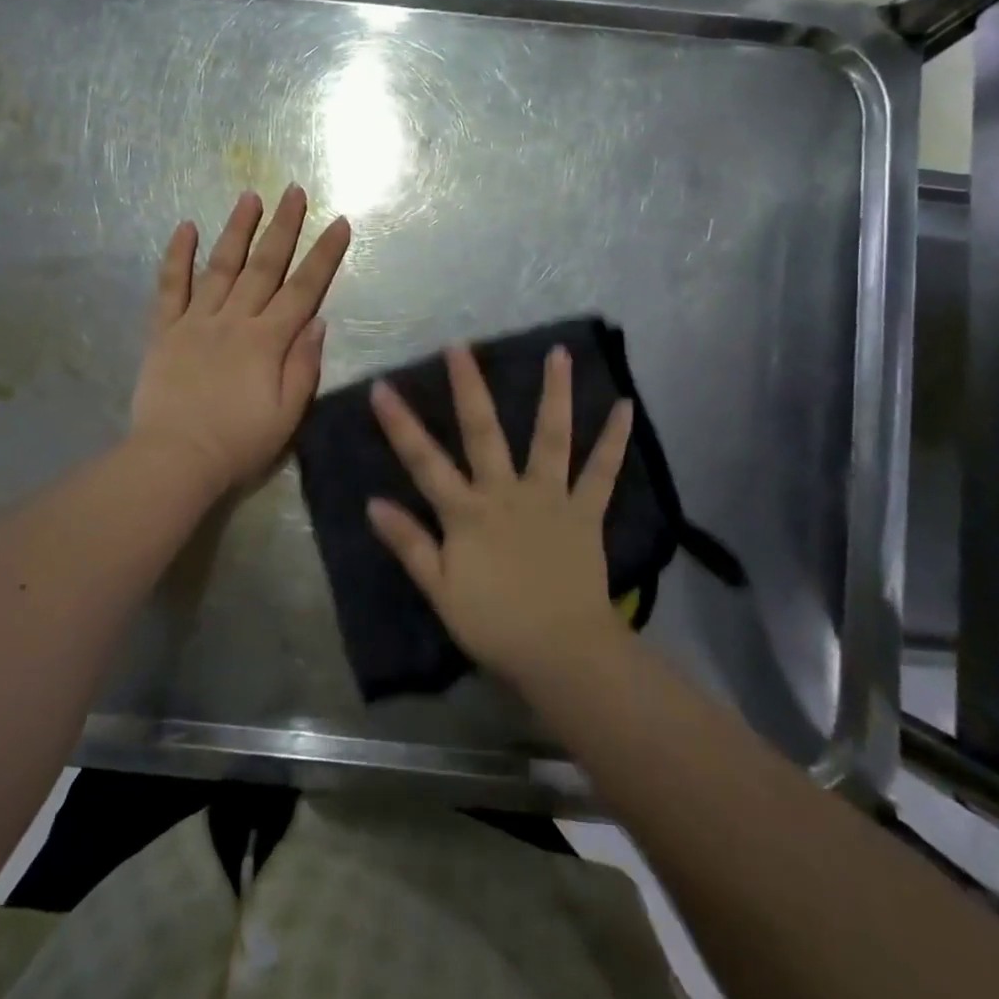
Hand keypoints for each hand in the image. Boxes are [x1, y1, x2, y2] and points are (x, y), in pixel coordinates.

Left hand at [132, 186, 350, 495]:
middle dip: (283, 227)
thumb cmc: (239, 444)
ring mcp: (195, 322)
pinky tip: (185, 227)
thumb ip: (304, 365)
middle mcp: (234, 321)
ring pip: (220, 266)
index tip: (338, 222)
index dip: (323, 255)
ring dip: (236, 230)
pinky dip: (176, 256)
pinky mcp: (163, 331)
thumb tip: (318, 321)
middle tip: (294, 191)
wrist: (175, 460)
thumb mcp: (287, 414)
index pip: (303, 289)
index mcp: (268, 341)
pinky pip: (169, 287)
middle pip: (263, 266)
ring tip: (249, 196)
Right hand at [366, 344, 635, 685]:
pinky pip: (602, 472)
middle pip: (484, 432)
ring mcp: (550, 497)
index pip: (424, 461)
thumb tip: (373, 503)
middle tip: (460, 345)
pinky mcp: (585, 511)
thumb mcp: (440, 591)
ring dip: (554, 394)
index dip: (400, 424)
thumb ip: (409, 544)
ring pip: (551, 438)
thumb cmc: (495, 625)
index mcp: (467, 512)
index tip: (382, 386)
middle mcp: (507, 492)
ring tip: (559, 353)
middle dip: (469, 387)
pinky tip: (625, 406)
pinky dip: (614, 440)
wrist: (562, 653)